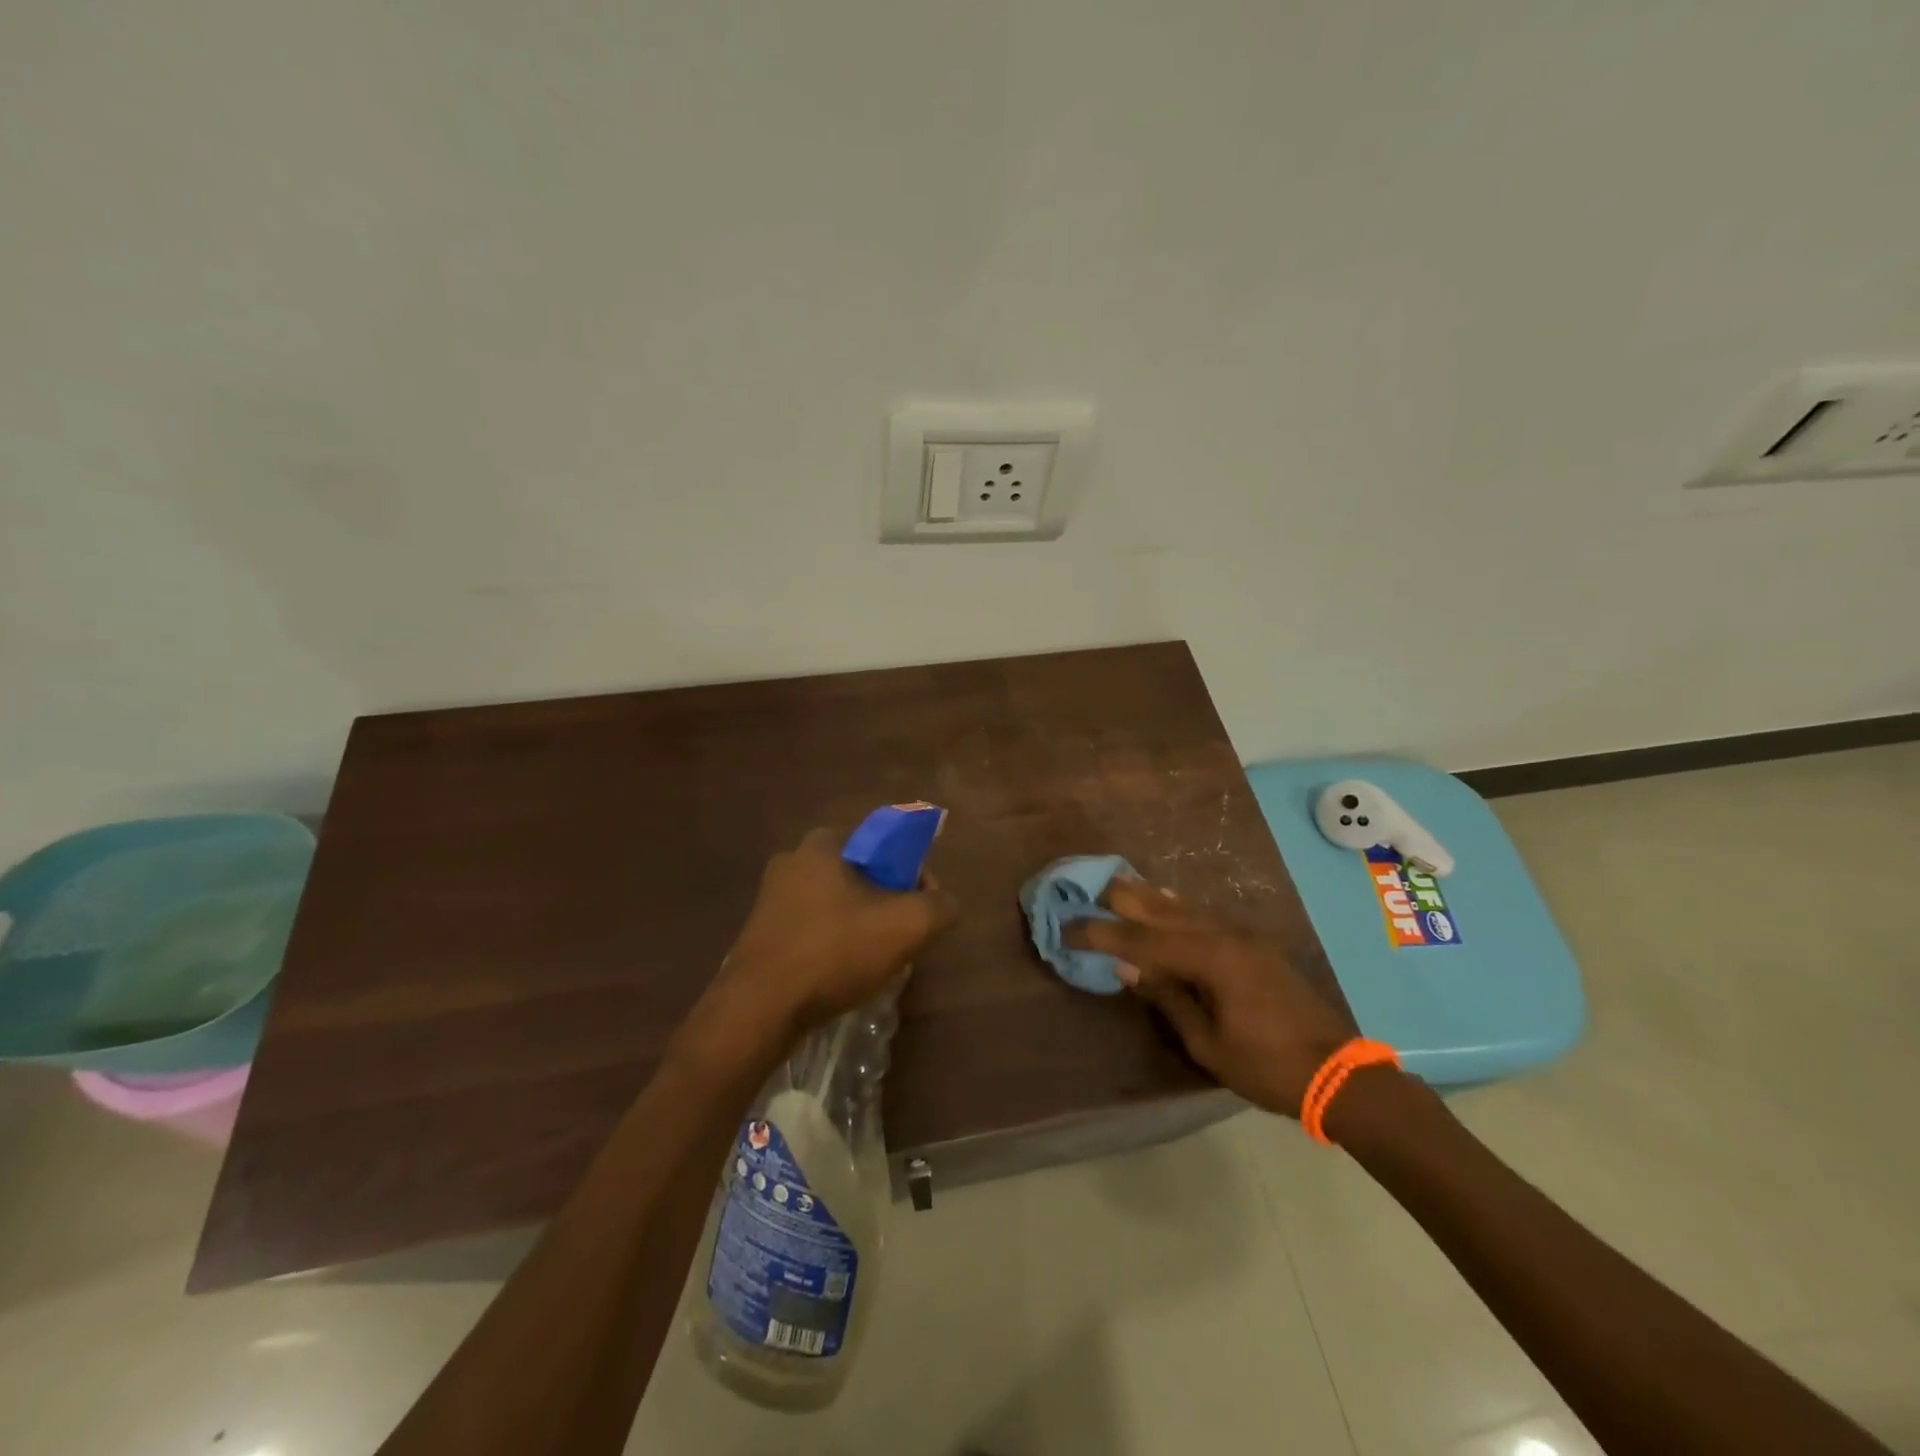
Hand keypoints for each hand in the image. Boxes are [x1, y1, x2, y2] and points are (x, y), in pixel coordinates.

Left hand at [699, 827, 957, 1054]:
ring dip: (859, 926)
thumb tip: (943, 903)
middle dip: (886, 902)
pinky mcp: (760, 933)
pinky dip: (832, 945)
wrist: (758, 1010)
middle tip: (901, 938)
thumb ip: (939, 906)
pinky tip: (841, 975)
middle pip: (861, 876)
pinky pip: (812, 929)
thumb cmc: (833, 953)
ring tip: (874, 962)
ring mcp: (771, 898)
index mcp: (823, 844)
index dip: (911, 874)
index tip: (921, 908)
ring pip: (836, 904)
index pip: (884, 845)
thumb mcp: (906, 926)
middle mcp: (792, 860)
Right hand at [1065, 878, 1354, 1116]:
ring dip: (1149, 898)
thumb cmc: (1268, 1067)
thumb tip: (1126, 967)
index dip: (1101, 934)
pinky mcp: (1253, 944)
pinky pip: (1204, 915)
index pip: (1142, 940)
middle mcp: (1224, 936)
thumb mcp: (1208, 1043)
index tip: (1068, 928)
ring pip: (1185, 908)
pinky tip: (1165, 900)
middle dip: (1123, 900)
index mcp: (1210, 959)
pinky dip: (1177, 907)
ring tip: (1119, 885)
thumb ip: (1168, 998)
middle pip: (1163, 910)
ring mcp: (1242, 936)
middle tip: (1088, 888)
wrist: (1338, 1073)